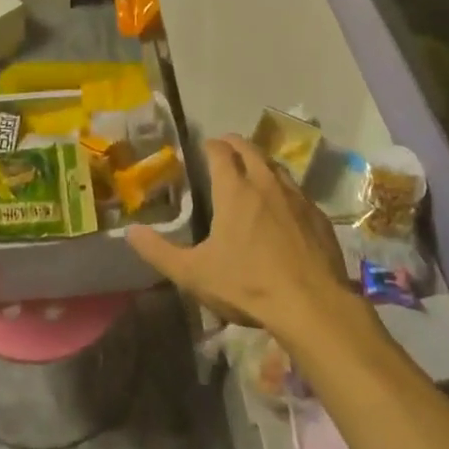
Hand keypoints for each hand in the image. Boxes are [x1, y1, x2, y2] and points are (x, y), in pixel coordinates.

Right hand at [127, 135, 350, 337]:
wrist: (312, 305)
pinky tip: (283, 207)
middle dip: (235, 144)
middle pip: (250, 149)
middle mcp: (266, 183)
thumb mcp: (194, 274)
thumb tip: (130, 232)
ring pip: (276, 166)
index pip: (220, 151)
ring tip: (253, 171)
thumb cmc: (248, 285)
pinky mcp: (318, 216)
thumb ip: (159, 252)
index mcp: (235, 190)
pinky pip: (298, 192)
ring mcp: (297, 197)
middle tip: (226, 148)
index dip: (210, 145)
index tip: (204, 146)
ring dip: (262, 162)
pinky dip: (284, 190)